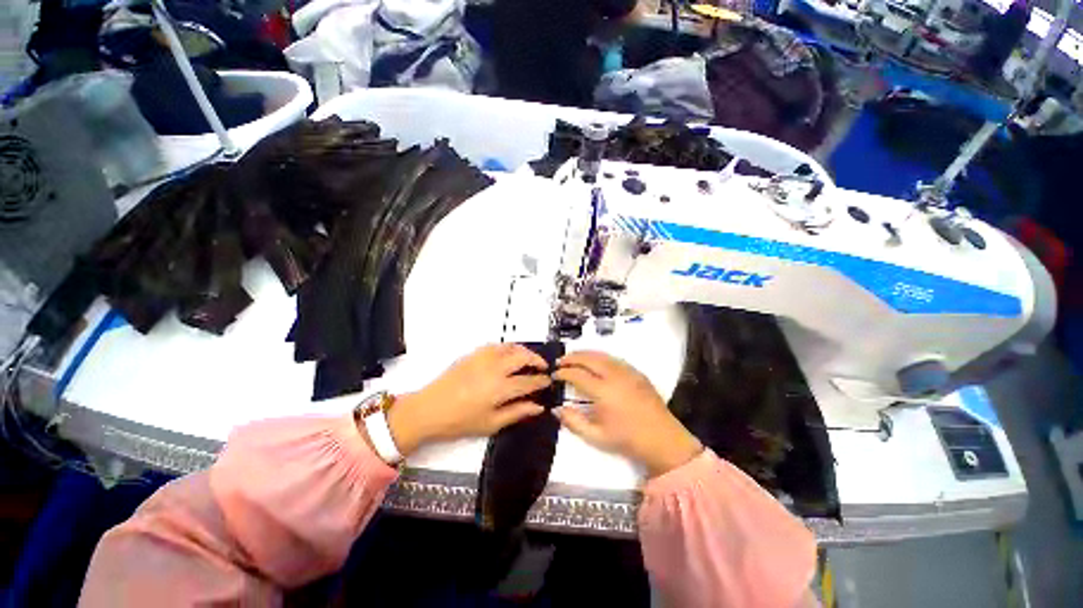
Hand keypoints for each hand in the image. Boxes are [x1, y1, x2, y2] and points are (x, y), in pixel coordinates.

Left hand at [386, 344, 551, 455]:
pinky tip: (509, 354)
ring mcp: (483, 358)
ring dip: (524, 351)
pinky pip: (496, 345)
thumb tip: (537, 407)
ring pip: (511, 347)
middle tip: (543, 368)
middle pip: (523, 357)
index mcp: (500, 388)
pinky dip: (507, 347)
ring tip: (529, 358)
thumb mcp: (491, 424)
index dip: (541, 381)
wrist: (428, 410)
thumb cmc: (458, 421)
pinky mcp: (473, 354)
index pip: (529, 381)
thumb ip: (517, 412)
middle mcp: (494, 368)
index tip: (547, 381)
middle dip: (537, 360)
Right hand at [553, 351, 702, 477]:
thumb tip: (556, 409)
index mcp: (603, 392)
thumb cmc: (627, 440)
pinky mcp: (637, 372)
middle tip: (561, 361)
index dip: (563, 373)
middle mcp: (615, 376)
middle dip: (572, 357)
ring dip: (585, 354)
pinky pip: (614, 358)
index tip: (555, 375)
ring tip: (575, 358)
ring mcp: (628, 372)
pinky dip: (600, 357)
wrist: (663, 440)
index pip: (577, 374)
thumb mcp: (596, 437)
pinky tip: (596, 362)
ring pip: (602, 355)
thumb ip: (573, 422)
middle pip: (589, 358)